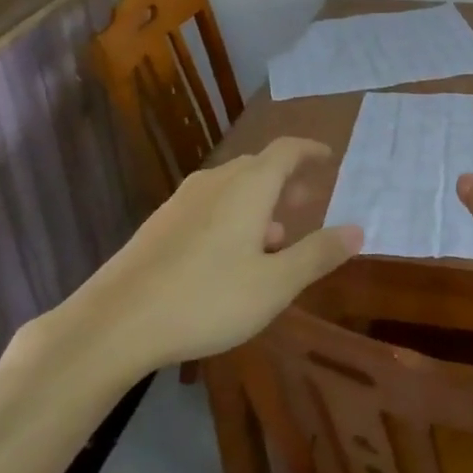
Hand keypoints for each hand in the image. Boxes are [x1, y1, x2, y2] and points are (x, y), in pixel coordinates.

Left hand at [61, 138, 362, 367]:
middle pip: (259, 167)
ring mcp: (183, 201)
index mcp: (248, 186)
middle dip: (286, 181)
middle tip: (306, 201)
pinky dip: (232, 215)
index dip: (310, 150)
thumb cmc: (206, 299)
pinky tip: (229, 256)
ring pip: (232, 187)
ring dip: (259, 202)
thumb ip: (317, 254)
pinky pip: (209, 205)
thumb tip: (358, 229)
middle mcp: (216, 181)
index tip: (328, 156)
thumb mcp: (274, 285)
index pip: (287, 150)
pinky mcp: (160, 224)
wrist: (114, 322)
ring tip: (273, 238)